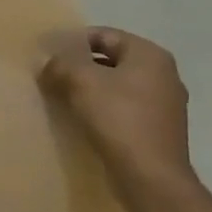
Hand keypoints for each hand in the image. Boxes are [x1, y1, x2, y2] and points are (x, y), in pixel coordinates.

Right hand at [38, 27, 194, 194]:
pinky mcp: (159, 129)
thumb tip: (48, 61)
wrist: (151, 176)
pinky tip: (84, 120)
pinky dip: (103, 108)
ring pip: (117, 85)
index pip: (103, 35)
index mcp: (150, 55)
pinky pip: (124, 107)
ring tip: (62, 99)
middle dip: (79, 66)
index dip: (71, 42)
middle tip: (51, 77)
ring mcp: (165, 103)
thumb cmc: (118, 119)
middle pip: (111, 59)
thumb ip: (61, 63)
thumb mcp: (81, 81)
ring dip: (89, 89)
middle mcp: (164, 74)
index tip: (47, 56)